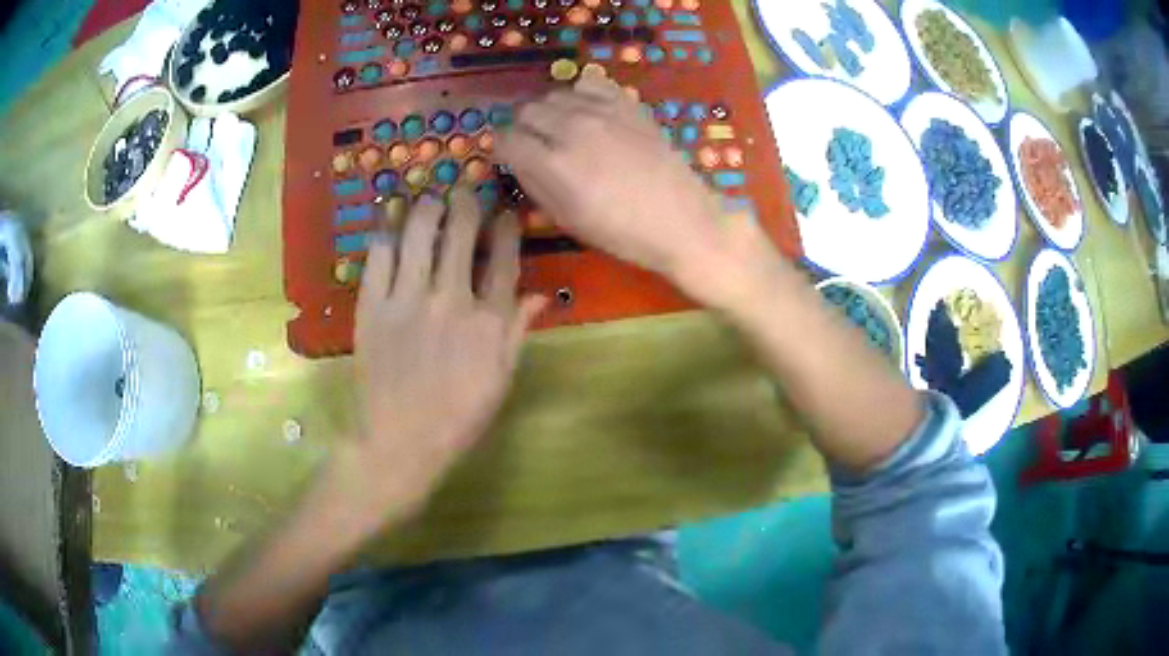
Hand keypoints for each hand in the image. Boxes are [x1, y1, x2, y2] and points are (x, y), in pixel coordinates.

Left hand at [347, 188, 544, 525]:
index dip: (506, 227)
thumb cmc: (457, 416)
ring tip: (429, 198)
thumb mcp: (501, 378)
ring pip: (419, 231)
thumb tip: (541, 294)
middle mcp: (450, 300)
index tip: (505, 211)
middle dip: (466, 201)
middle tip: (464, 190)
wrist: (398, 441)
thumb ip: (518, 331)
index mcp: (488, 322)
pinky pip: (379, 255)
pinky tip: (391, 219)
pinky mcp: (372, 305)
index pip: (503, 258)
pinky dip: (386, 230)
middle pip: (461, 232)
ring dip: (427, 206)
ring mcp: (407, 299)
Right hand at [497, 76, 736, 283]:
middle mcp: (572, 128)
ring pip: (554, 94)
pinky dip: (580, 94)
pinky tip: (588, 111)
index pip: (505, 138)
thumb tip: (516, 159)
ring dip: (550, 111)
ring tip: (564, 130)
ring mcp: (602, 110)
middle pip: (526, 110)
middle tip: (536, 145)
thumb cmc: (622, 232)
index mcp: (553, 164)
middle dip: (524, 127)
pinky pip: (590, 82)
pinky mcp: (627, 103)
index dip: (502, 148)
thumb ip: (534, 183)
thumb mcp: (567, 219)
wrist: (682, 220)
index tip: (510, 157)